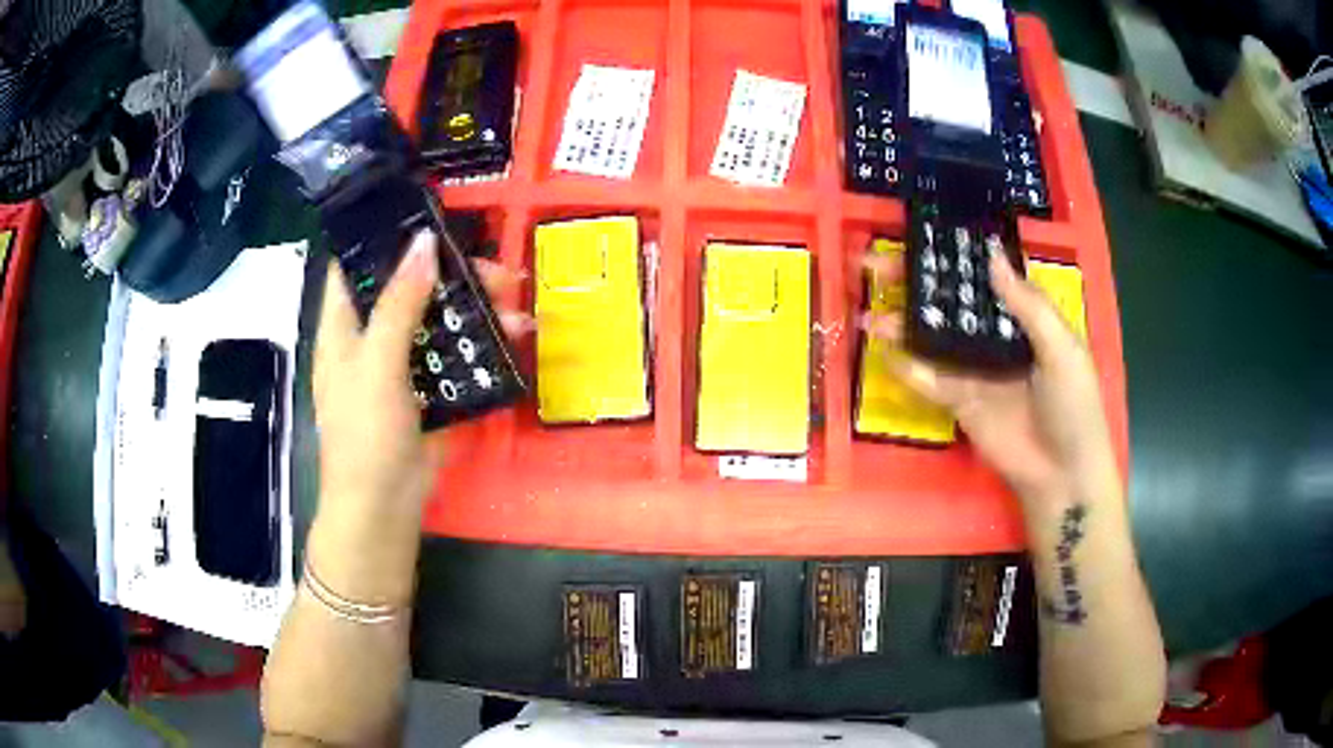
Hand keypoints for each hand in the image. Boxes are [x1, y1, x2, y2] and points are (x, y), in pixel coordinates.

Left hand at [313, 230, 526, 521]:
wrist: (386, 505)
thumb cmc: (365, 433)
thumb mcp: (378, 363)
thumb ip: (399, 303)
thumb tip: (425, 243)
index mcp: (344, 325)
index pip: (356, 263)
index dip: (384, 235)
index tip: (427, 215)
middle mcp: (371, 336)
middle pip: (410, 287)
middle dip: (452, 274)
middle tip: (495, 271)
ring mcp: (402, 362)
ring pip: (439, 318)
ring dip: (475, 308)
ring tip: (515, 304)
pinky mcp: (429, 388)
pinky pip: (455, 353)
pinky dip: (481, 343)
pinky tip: (511, 338)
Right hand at [862, 249, 1116, 503]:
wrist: (1062, 474)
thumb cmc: (1074, 405)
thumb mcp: (1062, 349)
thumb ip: (1028, 305)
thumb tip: (990, 254)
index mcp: (1024, 316)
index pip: (985, 276)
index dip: (956, 255)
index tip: (923, 234)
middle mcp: (994, 336)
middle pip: (950, 302)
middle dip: (915, 283)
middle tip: (876, 265)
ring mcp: (973, 369)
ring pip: (932, 338)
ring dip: (901, 322)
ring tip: (870, 311)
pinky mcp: (958, 402)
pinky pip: (928, 380)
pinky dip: (906, 367)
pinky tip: (882, 350)